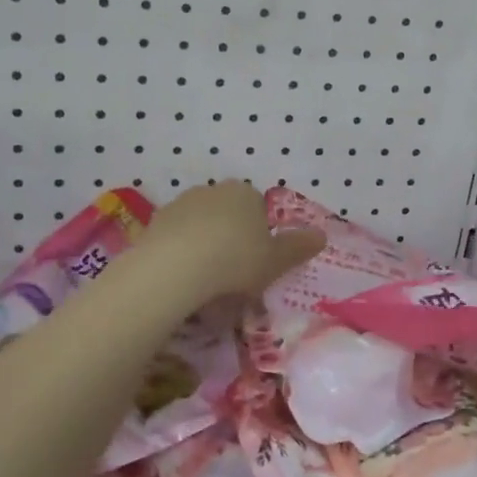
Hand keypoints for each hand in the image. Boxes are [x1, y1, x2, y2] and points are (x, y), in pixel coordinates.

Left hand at [139, 181, 324, 301]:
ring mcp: (180, 205)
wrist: (175, 268)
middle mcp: (213, 191)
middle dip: (231, 241)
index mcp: (245, 193)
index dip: (260, 237)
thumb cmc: (236, 260)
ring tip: (206, 285)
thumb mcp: (276, 260)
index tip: (258, 264)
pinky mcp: (154, 223)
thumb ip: (298, 247)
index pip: (258, 209)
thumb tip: (322, 236)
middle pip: (228, 216)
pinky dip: (181, 257)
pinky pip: (175, 241)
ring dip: (204, 248)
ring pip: (200, 228)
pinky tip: (183, 282)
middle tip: (234, 277)